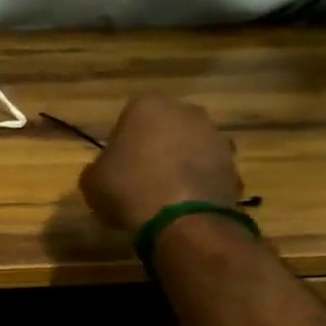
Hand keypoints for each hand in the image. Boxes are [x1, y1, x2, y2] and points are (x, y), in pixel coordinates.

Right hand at [78, 95, 242, 231]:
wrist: (182, 219)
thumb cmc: (128, 188)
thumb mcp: (91, 181)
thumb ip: (100, 167)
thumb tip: (108, 171)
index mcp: (147, 106)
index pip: (128, 117)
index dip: (121, 142)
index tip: (116, 165)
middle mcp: (186, 111)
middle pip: (165, 128)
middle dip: (155, 147)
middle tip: (139, 176)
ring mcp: (215, 136)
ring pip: (190, 147)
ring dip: (179, 164)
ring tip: (163, 195)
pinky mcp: (234, 164)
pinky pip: (207, 170)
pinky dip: (197, 183)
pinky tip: (182, 205)